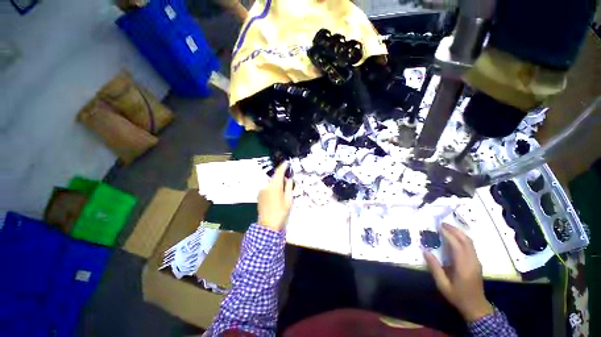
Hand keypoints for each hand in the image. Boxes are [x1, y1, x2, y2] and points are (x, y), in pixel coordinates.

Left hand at [257, 163, 293, 231]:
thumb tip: (289, 179)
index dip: (283, 166)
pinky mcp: (260, 194)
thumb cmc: (281, 212)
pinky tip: (277, 194)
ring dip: (277, 182)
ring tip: (283, 189)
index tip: (287, 162)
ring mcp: (262, 190)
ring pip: (271, 181)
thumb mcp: (288, 200)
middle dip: (281, 176)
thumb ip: (289, 187)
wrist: (268, 225)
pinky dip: (273, 186)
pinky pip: (268, 186)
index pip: (279, 172)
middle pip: (275, 176)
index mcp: (275, 186)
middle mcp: (266, 185)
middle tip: (288, 180)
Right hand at [424, 223, 492, 321]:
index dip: (448, 235)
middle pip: (466, 241)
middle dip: (454, 230)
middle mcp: (472, 261)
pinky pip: (471, 246)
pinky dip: (462, 238)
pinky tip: (455, 237)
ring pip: (470, 242)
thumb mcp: (443, 285)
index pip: (457, 246)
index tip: (438, 227)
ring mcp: (477, 262)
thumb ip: (434, 268)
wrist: (476, 307)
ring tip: (447, 228)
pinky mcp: (477, 262)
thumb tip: (425, 251)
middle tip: (442, 224)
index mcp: (464, 267)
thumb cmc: (458, 296)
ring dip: (459, 233)